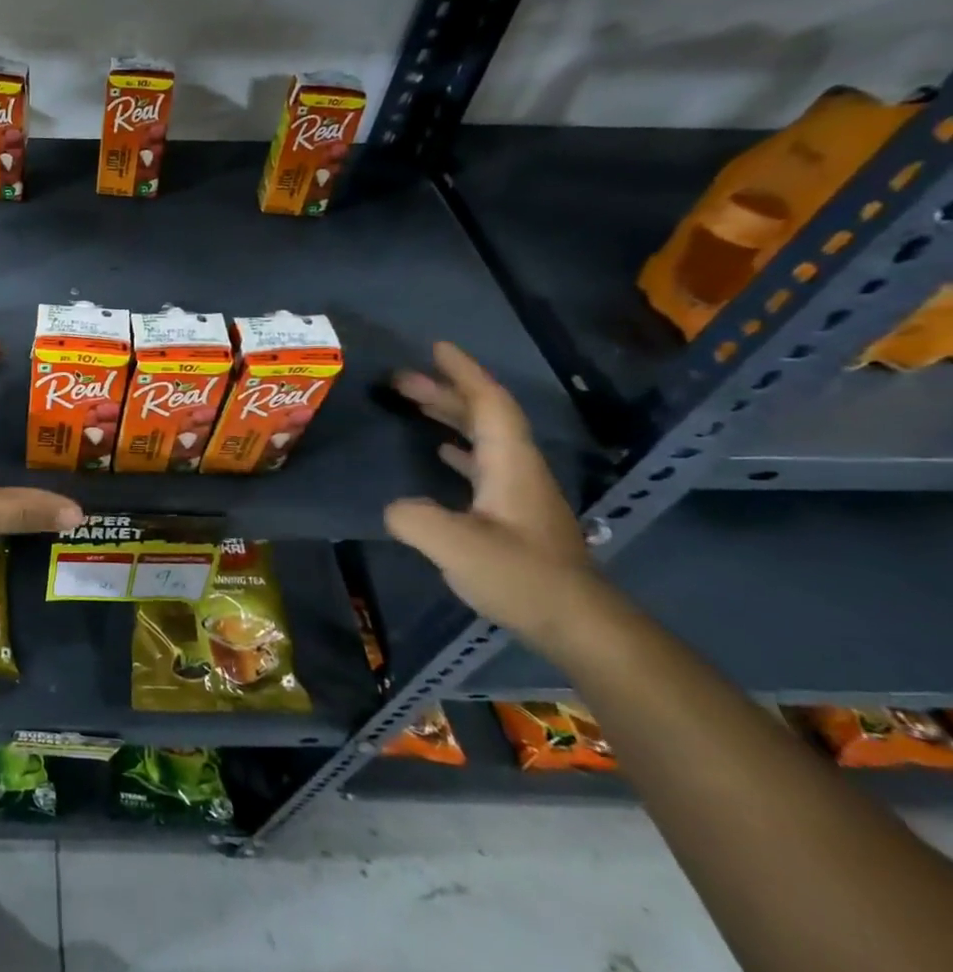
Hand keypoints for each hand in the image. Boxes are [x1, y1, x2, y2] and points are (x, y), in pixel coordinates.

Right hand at [383, 342, 601, 649]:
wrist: (578, 623)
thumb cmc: (520, 576)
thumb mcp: (455, 546)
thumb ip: (414, 517)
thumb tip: (394, 507)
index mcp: (510, 464)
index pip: (488, 403)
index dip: (463, 373)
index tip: (436, 348)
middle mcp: (518, 469)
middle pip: (484, 415)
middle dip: (444, 391)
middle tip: (400, 380)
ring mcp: (519, 492)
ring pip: (484, 438)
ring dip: (450, 416)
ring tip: (414, 405)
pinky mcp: (515, 515)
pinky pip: (483, 463)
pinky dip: (459, 447)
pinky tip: (440, 453)